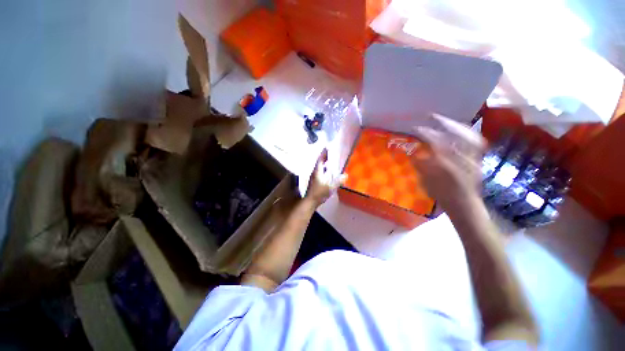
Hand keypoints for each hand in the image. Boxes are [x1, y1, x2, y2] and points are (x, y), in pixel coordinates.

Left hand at [305, 149, 346, 206]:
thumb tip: (345, 175)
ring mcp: (313, 177)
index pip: (320, 159)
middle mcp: (314, 172)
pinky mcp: (314, 181)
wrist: (310, 201)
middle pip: (319, 162)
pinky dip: (323, 169)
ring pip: (319, 167)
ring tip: (330, 161)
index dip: (324, 153)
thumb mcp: (330, 187)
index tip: (327, 147)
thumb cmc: (319, 193)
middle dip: (324, 157)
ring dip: (323, 163)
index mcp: (317, 171)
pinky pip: (319, 172)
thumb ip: (338, 181)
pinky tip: (327, 172)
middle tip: (330, 152)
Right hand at [412, 114, 484, 209]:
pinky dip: (466, 133)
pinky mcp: (478, 159)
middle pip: (455, 135)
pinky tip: (459, 130)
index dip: (425, 133)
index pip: (435, 142)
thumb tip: (411, 153)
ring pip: (468, 135)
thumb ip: (420, 166)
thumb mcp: (425, 182)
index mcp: (446, 165)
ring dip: (455, 125)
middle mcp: (462, 158)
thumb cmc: (442, 195)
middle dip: (442, 122)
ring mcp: (473, 158)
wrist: (464, 204)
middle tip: (431, 116)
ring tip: (445, 120)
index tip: (415, 128)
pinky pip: (475, 141)